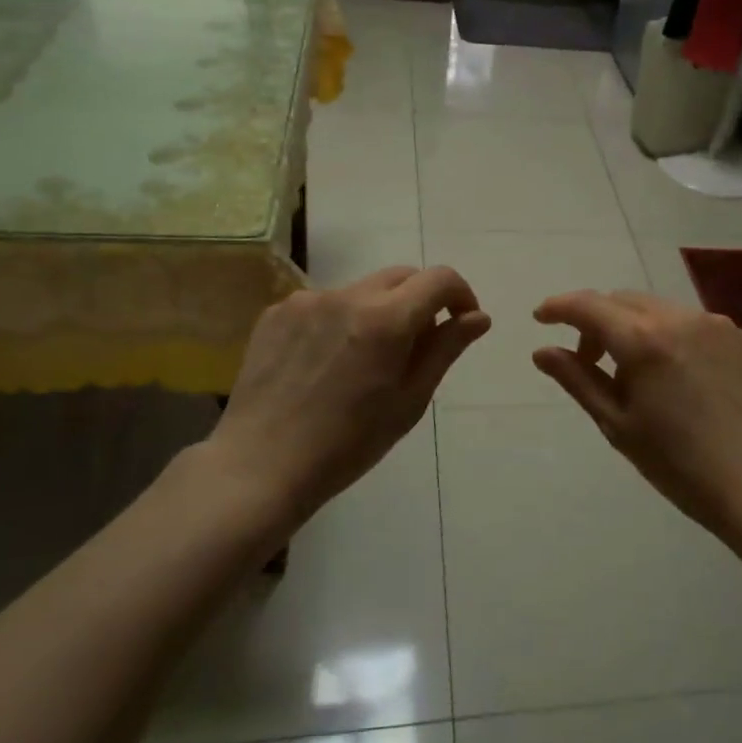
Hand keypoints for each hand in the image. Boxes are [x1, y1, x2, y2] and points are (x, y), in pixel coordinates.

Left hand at [197, 266, 489, 525]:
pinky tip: (326, 363)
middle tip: (417, 346)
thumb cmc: (348, 444)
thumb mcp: (410, 401)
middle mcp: (347, 296)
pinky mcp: (277, 312)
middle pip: (401, 277)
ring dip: (378, 312)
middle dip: (420, 301)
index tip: (461, 323)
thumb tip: (479, 317)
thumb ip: (445, 349)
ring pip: (362, 290)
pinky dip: (340, 321)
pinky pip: (324, 304)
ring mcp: (306, 301)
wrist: (262, 465)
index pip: (439, 279)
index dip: (460, 294)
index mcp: (386, 319)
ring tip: (364, 361)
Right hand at [531, 290, 741, 541]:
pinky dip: (667, 334)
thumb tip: (542, 351)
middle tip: (588, 360)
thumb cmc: (679, 464)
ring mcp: (714, 323)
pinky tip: (673, 374)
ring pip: (656, 307)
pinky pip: (689, 321)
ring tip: (634, 372)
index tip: (541, 318)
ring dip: (632, 326)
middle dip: (596, 320)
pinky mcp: (739, 336)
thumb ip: (577, 379)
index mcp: (643, 339)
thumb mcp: (618, 424)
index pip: (588, 305)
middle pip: (622, 300)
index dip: (559, 307)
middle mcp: (678, 317)